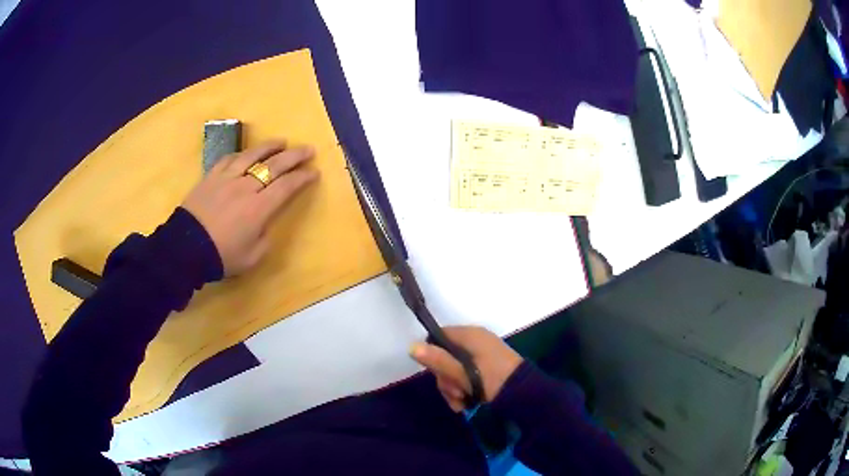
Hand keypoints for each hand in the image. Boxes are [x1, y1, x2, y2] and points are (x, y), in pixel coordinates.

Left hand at [182, 139, 318, 276]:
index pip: (287, 186)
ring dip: (269, 147)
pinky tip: (247, 153)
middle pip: (274, 165)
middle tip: (308, 149)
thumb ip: (265, 238)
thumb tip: (266, 223)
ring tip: (281, 141)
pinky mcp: (211, 176)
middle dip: (295, 156)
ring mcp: (227, 178)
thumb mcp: (252, 257)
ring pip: (252, 155)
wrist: (186, 249)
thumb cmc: (222, 256)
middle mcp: (246, 187)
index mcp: (259, 209)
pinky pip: (228, 159)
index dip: (302, 177)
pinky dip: (242, 154)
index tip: (314, 172)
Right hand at [410, 326, 523, 411]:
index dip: (432, 354)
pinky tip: (467, 403)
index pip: (438, 336)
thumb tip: (411, 347)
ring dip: (454, 387)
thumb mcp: (462, 374)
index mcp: (470, 335)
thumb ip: (438, 360)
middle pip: (445, 355)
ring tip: (462, 403)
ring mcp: (482, 353)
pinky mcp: (487, 366)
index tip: (436, 373)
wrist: (525, 395)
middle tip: (455, 393)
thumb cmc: (493, 381)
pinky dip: (464, 388)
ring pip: (454, 368)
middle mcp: (475, 340)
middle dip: (445, 378)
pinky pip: (467, 373)